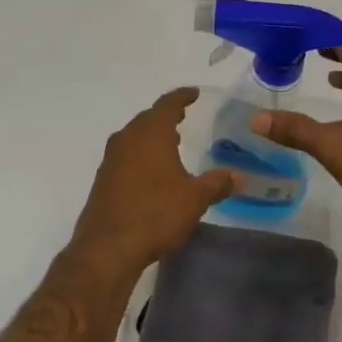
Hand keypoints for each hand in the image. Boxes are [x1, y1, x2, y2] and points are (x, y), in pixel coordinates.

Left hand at [67, 88, 236, 274]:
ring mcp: (111, 160)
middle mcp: (127, 139)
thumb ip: (217, 183)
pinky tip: (152, 172)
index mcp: (150, 134)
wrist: (107, 248)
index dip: (182, 97)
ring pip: (134, 137)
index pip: (167, 104)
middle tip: (183, 118)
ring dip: (151, 137)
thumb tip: (239, 176)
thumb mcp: (194, 199)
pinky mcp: (103, 180)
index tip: (194, 94)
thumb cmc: (155, 214)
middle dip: (166, 116)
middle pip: (148, 119)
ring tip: (171, 144)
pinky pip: (125, 156)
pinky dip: (141, 155)